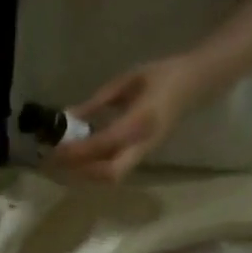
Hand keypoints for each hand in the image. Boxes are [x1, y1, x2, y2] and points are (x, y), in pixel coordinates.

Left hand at [48, 54, 212, 182]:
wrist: (194, 83)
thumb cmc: (161, 75)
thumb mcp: (126, 81)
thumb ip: (96, 102)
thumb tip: (67, 118)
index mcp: (141, 120)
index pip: (104, 144)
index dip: (78, 150)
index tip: (57, 149)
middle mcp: (143, 143)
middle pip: (110, 174)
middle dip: (83, 172)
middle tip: (59, 162)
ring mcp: (144, 153)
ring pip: (112, 177)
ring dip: (86, 174)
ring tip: (65, 162)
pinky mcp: (142, 156)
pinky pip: (115, 171)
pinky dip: (95, 170)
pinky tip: (81, 159)